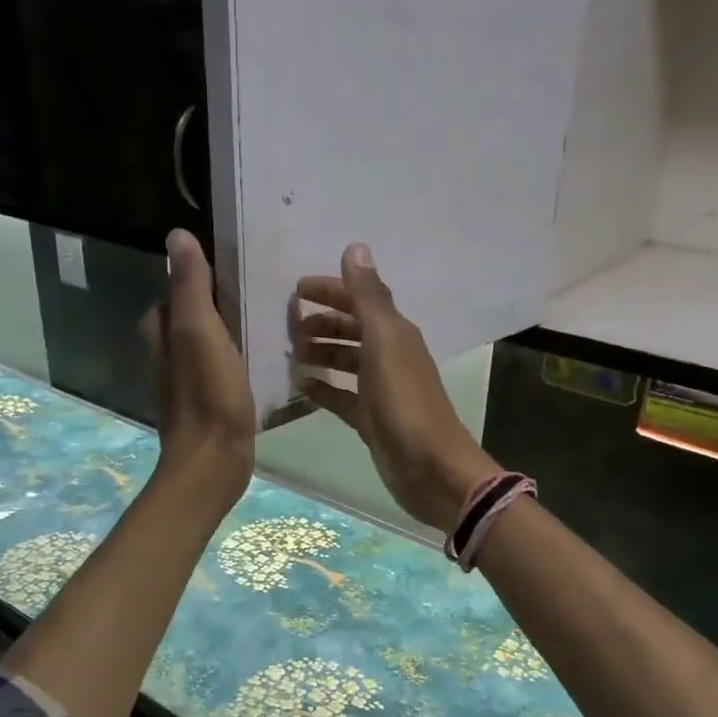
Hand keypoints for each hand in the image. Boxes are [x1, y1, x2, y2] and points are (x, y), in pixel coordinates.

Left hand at [144, 230, 254, 504]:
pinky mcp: (209, 403)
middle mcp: (168, 356)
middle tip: (256, 293)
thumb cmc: (207, 394)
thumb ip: (190, 286)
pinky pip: (221, 368)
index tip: (232, 269)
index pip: (173, 293)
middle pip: (190, 317)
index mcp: (162, 334)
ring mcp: (188, 382)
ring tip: (266, 321)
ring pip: (207, 344)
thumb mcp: (199, 330)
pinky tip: (262, 359)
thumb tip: (177, 235)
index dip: (197, 279)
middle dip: (216, 304)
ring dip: (229, 331)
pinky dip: (237, 358)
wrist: (213, 461)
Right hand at [293, 243, 498, 532]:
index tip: (294, 290)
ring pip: (345, 361)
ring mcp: (380, 389)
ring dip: (320, 353)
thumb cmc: (405, 404)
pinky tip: (300, 386)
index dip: (330, 290)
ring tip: (289, 354)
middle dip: (321, 322)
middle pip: (351, 329)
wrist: (431, 469)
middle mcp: (389, 356)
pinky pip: (341, 395)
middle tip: (286, 326)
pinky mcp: (371, 419)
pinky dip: (322, 387)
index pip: (359, 299)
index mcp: (395, 333)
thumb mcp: (384, 345)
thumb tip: (356, 247)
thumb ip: (368, 298)